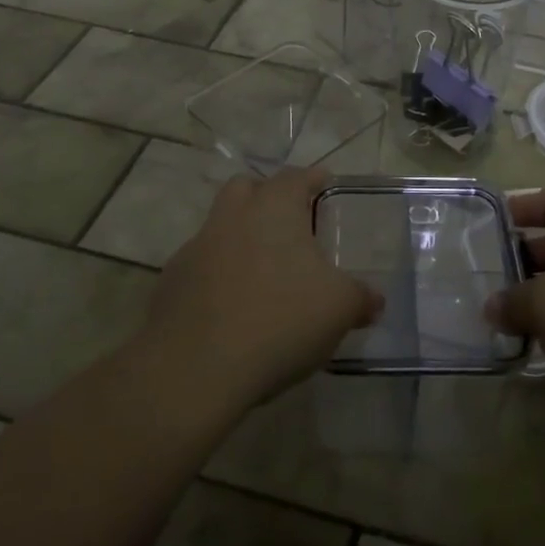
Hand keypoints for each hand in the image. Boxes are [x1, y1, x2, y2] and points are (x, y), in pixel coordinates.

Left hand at [147, 168, 381, 408]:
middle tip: (290, 224)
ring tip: (264, 272)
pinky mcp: (171, 283)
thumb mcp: (338, 309)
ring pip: (221, 226)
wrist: (193, 369)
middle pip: (248, 189)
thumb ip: (360, 298)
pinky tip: (233, 307)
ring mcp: (196, 247)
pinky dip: (218, 275)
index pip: (296, 176)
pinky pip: (201, 266)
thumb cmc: (279, 320)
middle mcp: (232, 215)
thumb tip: (373, 300)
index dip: (314, 179)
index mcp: (273, 206)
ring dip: (240, 238)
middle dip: (267, 197)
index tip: (326, 186)